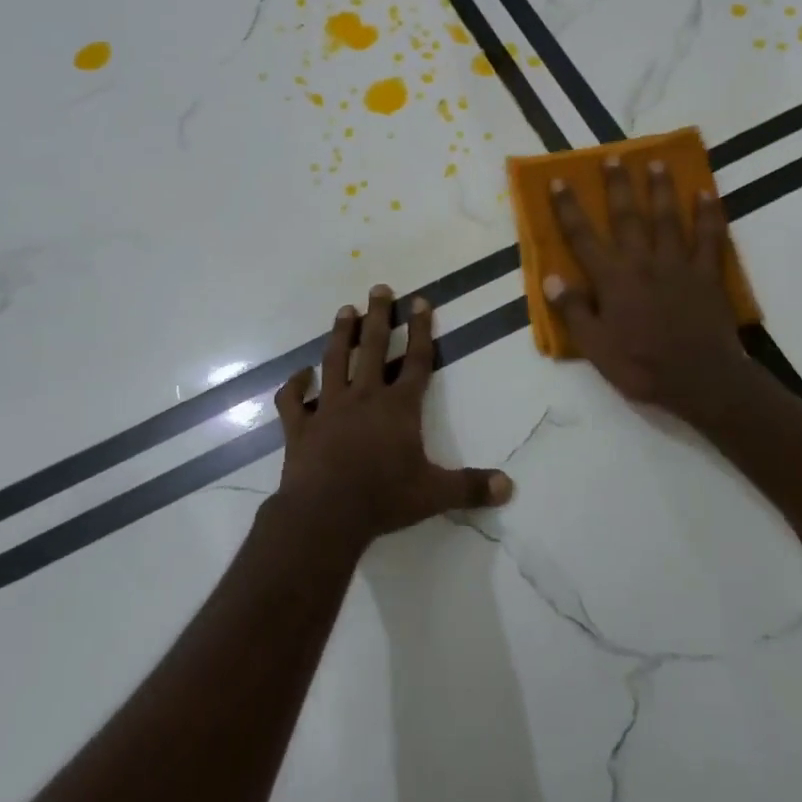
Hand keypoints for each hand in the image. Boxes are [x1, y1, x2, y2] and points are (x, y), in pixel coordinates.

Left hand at [273, 285, 512, 550]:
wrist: (325, 514)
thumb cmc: (384, 499)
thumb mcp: (434, 495)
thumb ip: (471, 487)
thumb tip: (509, 487)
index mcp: (399, 408)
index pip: (417, 361)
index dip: (421, 329)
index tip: (420, 300)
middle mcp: (364, 397)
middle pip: (373, 348)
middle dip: (378, 316)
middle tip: (379, 288)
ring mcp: (329, 408)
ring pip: (335, 361)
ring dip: (340, 335)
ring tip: (345, 310)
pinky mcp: (300, 426)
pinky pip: (293, 400)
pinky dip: (294, 385)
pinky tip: (299, 373)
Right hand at [545, 158, 751, 417]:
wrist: (700, 380)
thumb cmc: (642, 366)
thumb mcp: (596, 348)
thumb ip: (574, 311)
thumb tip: (551, 278)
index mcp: (612, 279)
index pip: (583, 237)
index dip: (568, 208)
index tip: (559, 181)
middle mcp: (642, 262)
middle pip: (627, 216)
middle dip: (617, 185)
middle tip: (613, 157)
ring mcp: (678, 265)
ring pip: (667, 218)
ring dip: (660, 189)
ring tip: (656, 163)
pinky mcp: (707, 274)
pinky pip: (709, 237)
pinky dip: (708, 214)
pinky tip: (706, 192)